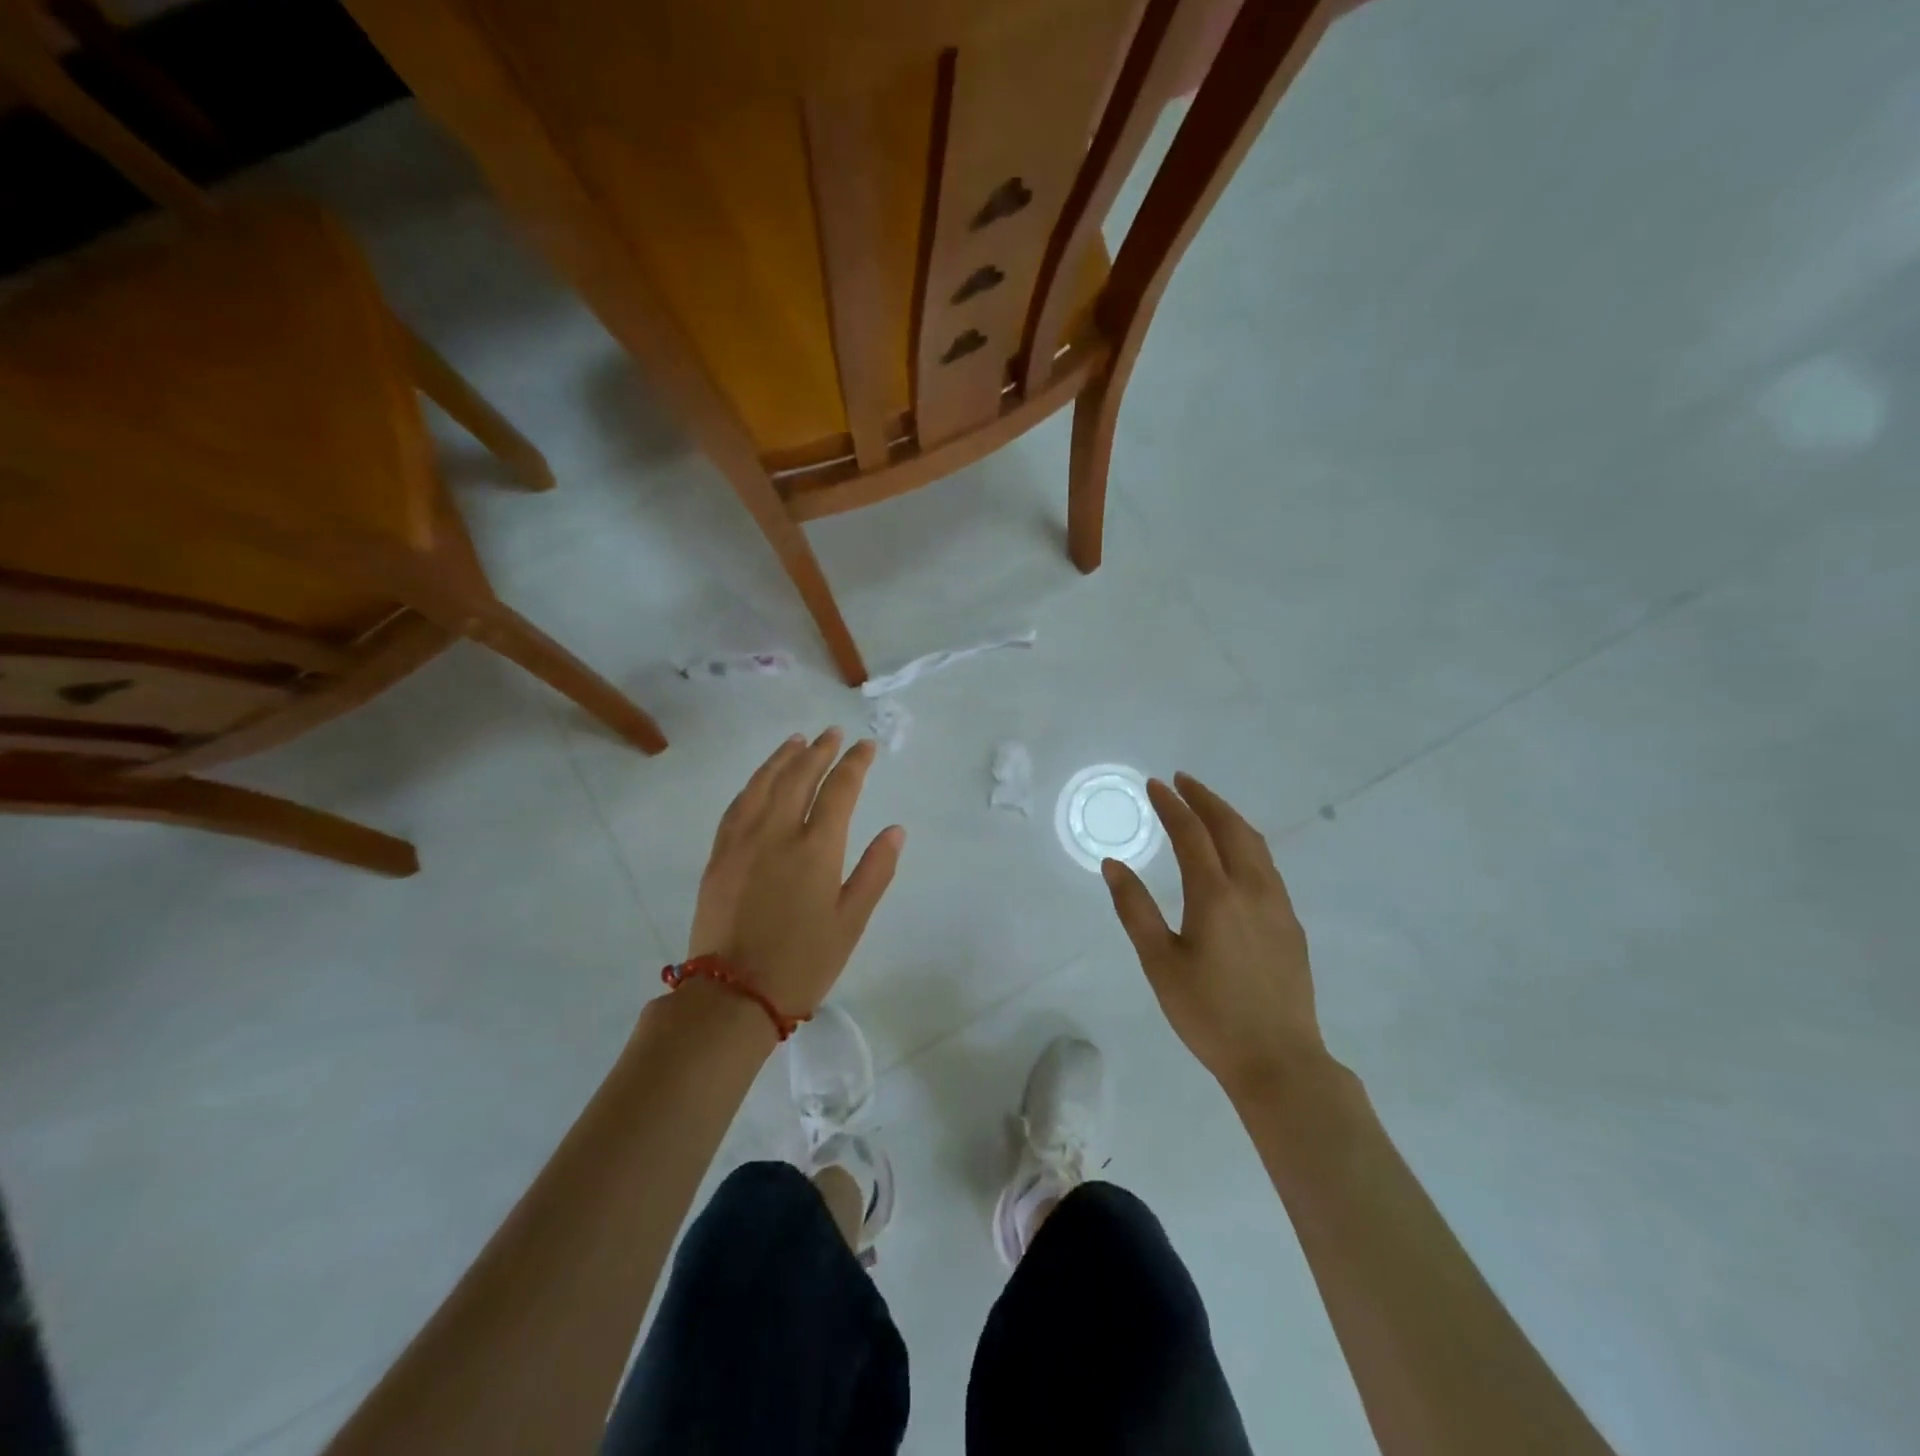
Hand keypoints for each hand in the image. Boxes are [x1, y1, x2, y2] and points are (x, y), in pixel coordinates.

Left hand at [688, 729, 905, 1018]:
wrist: (733, 995)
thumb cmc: (803, 962)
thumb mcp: (851, 922)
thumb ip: (875, 871)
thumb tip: (895, 830)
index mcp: (816, 849)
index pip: (840, 790)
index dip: (855, 763)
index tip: (866, 746)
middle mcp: (777, 833)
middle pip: (800, 777)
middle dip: (820, 751)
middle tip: (833, 733)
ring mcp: (743, 841)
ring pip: (763, 784)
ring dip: (783, 758)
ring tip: (797, 740)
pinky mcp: (719, 855)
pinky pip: (737, 805)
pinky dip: (753, 783)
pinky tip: (760, 779)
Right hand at [1101, 773, 1327, 1096]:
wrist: (1279, 1061)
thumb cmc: (1208, 1013)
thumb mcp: (1159, 962)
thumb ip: (1134, 909)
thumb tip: (1113, 864)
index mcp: (1215, 895)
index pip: (1191, 833)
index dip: (1172, 805)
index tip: (1155, 784)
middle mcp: (1252, 889)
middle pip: (1230, 828)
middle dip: (1205, 799)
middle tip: (1182, 781)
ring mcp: (1278, 905)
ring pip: (1256, 844)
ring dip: (1229, 817)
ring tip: (1207, 807)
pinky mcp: (1291, 924)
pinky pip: (1268, 866)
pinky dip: (1246, 843)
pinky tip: (1236, 854)